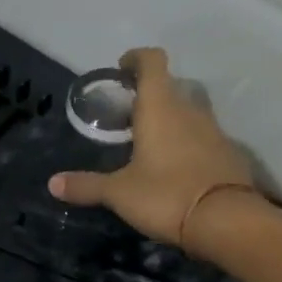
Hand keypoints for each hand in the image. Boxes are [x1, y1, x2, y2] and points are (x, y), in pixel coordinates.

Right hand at [48, 47, 254, 246]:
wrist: (226, 222)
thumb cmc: (166, 196)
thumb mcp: (119, 193)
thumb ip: (87, 185)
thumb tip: (52, 183)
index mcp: (160, 108)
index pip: (152, 62)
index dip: (136, 59)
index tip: (122, 69)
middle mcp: (190, 111)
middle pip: (170, 88)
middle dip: (149, 97)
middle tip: (127, 117)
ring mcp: (214, 132)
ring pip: (189, 114)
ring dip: (170, 121)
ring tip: (148, 145)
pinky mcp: (228, 155)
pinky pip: (203, 139)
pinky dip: (187, 144)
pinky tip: (174, 169)